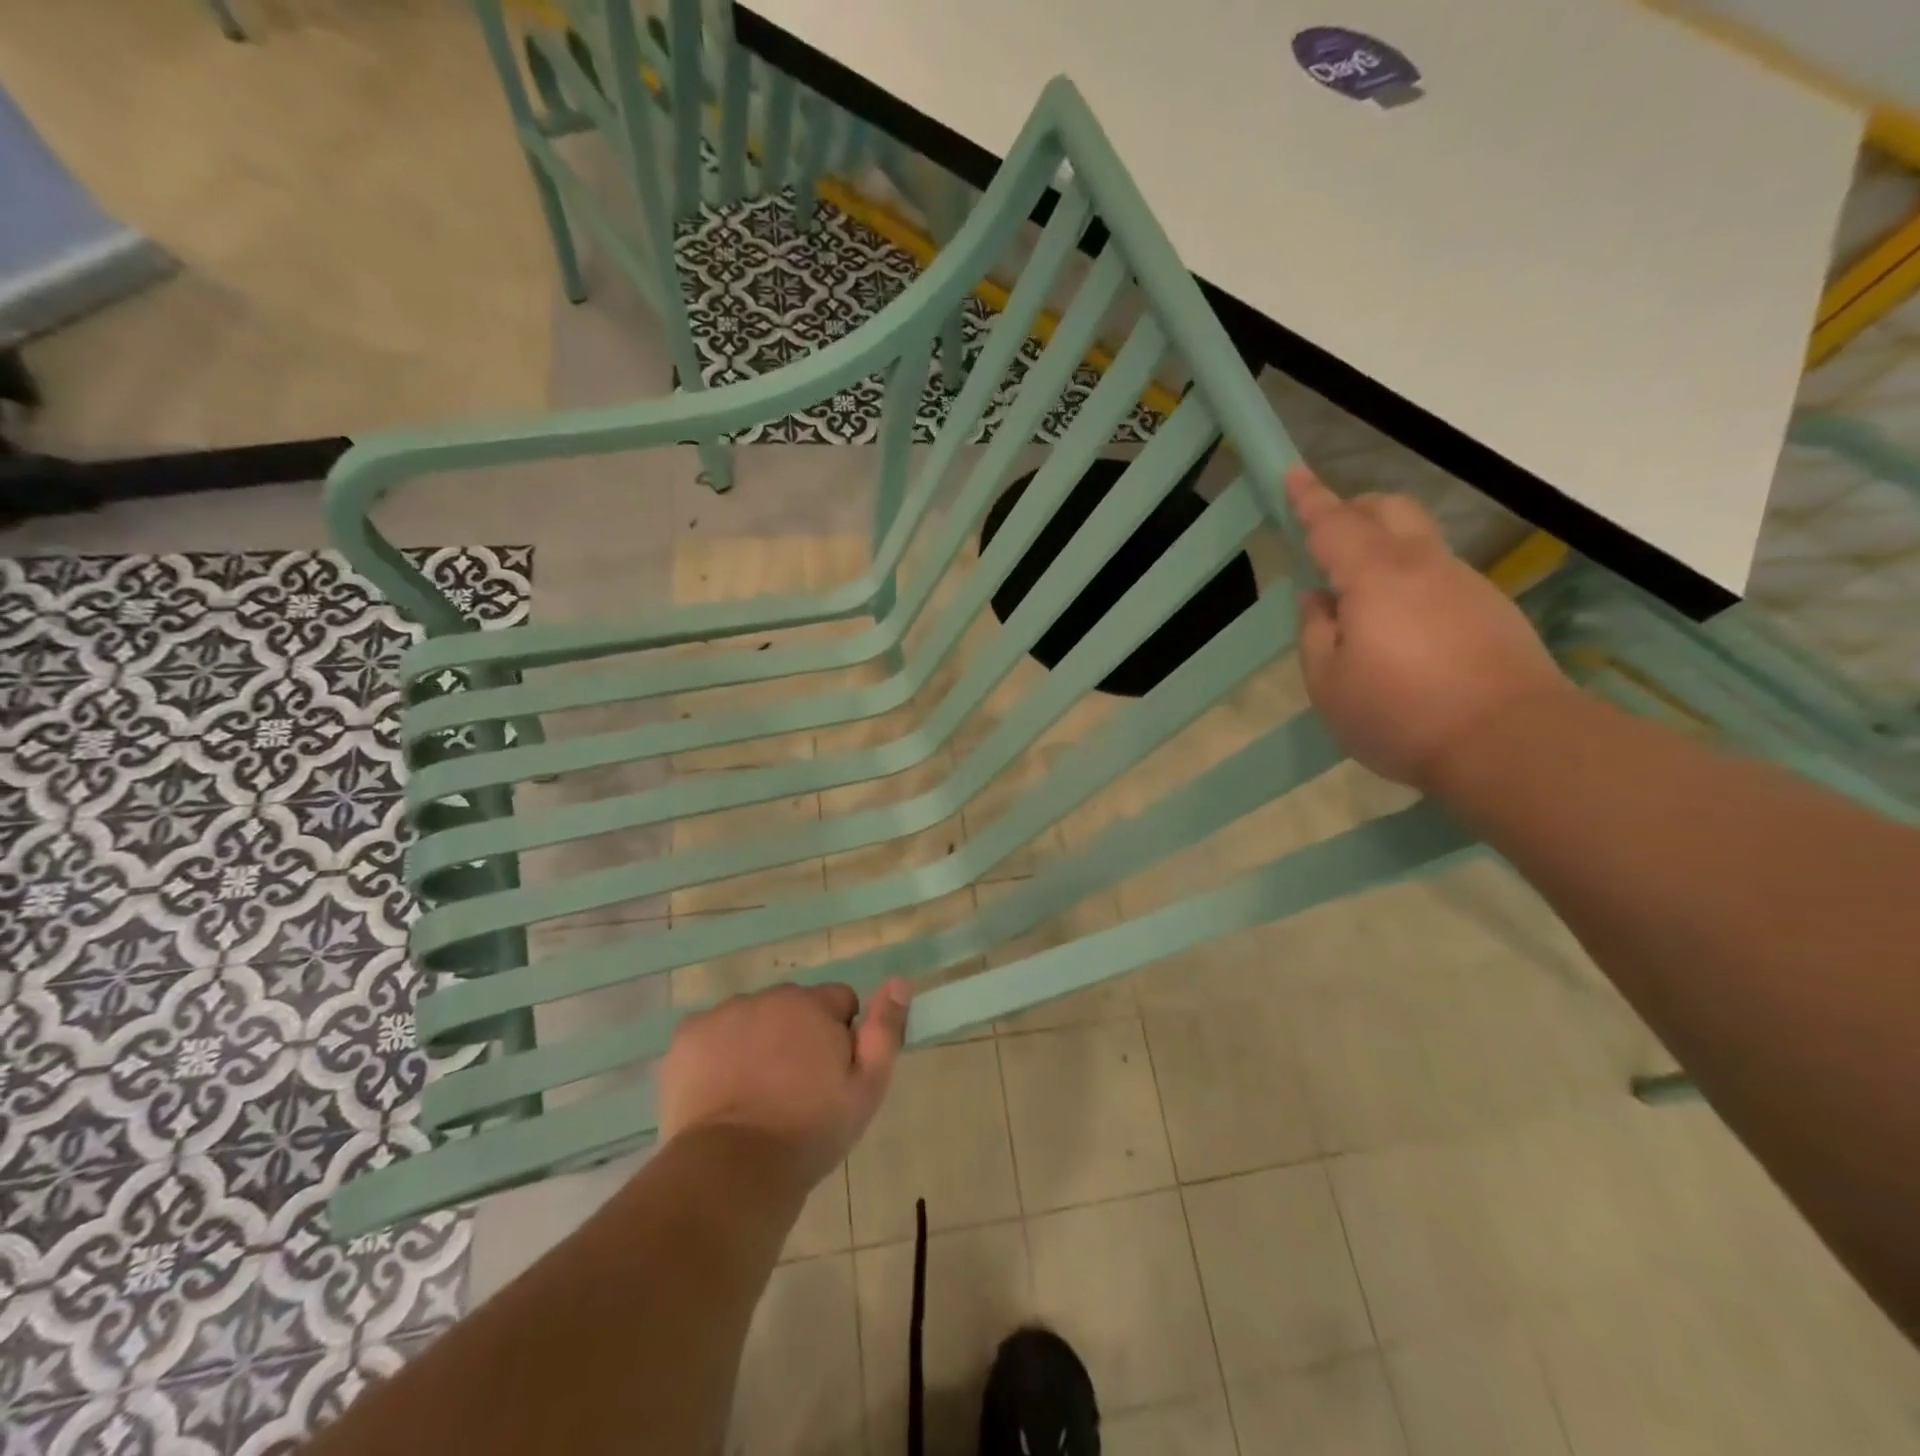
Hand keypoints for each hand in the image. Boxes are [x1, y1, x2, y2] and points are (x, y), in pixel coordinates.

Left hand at [657, 979, 911, 1190]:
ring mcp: (723, 1014)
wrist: (733, 1170)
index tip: (831, 1073)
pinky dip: (718, 1053)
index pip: (839, 1000)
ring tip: (755, 1094)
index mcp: (812, 1004)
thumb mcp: (867, 1088)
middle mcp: (768, 997)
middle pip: (793, 1006)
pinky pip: (712, 1033)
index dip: (840, 1034)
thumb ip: (885, 1029)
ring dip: (758, 1041)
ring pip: (752, 1018)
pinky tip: (720, 1091)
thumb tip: (899, 980)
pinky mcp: (686, 1037)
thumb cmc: (810, 1132)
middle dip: (798, 1034)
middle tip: (794, 1088)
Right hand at [1287, 468, 1574, 791]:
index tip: (1291, 473)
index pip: (1333, 523)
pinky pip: (1439, 577)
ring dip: (1383, 551)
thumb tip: (1317, 599)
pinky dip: (1410, 583)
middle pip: (1388, 511)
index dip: (1309, 498)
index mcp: (1374, 577)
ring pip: (1417, 543)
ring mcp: (1464, 584)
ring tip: (1359, 604)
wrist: (1510, 742)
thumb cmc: (1400, 714)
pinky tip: (1402, 632)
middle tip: (1326, 538)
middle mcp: (1423, 565)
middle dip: (1353, 511)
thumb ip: (1314, 633)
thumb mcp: (1329, 683)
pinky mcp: (1492, 608)